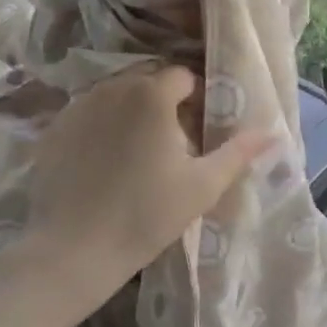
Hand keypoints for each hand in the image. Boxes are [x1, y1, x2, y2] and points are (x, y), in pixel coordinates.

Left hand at [2, 66, 272, 326]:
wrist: (73, 249)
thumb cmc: (146, 215)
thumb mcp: (202, 186)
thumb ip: (238, 153)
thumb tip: (272, 133)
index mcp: (150, 94)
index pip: (183, 77)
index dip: (198, 100)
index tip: (200, 132)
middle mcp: (111, 87)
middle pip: (148, 81)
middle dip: (165, 104)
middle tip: (173, 145)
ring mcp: (77, 106)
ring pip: (116, 96)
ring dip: (133, 113)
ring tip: (139, 155)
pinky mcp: (54, 128)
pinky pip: (88, 115)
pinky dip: (102, 128)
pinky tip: (104, 165)